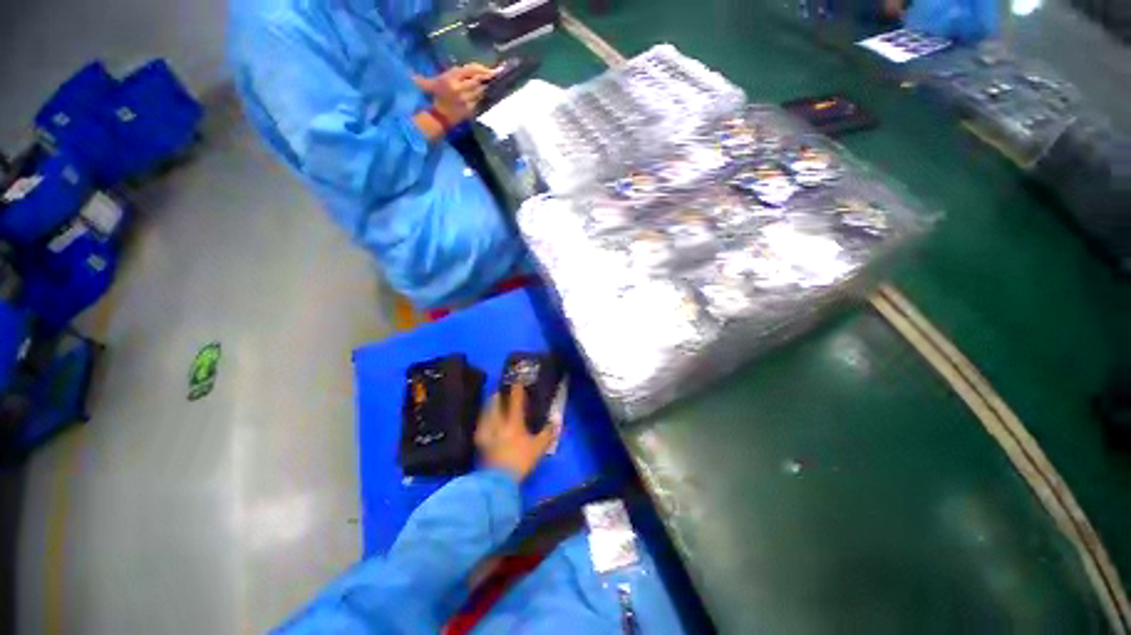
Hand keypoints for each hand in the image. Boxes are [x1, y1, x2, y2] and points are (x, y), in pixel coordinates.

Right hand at [414, 63, 497, 125]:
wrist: (440, 117)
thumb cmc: (437, 97)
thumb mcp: (434, 82)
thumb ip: (444, 72)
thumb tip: (429, 61)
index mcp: (451, 78)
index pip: (470, 70)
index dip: (482, 69)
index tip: (490, 69)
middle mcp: (459, 88)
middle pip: (478, 81)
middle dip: (484, 79)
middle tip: (491, 77)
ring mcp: (466, 100)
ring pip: (480, 91)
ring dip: (484, 88)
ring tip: (486, 85)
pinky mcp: (470, 109)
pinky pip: (479, 101)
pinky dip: (480, 98)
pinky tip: (480, 96)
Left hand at [474, 385, 554, 481]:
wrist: (499, 480)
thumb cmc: (521, 461)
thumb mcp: (538, 448)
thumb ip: (547, 433)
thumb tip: (555, 421)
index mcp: (514, 423)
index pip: (515, 402)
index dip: (516, 391)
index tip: (517, 383)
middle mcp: (499, 424)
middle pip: (496, 405)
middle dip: (498, 396)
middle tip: (499, 391)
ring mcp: (487, 433)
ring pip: (486, 414)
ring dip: (488, 406)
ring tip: (490, 402)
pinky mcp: (480, 444)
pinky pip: (480, 428)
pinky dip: (482, 422)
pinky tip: (483, 422)